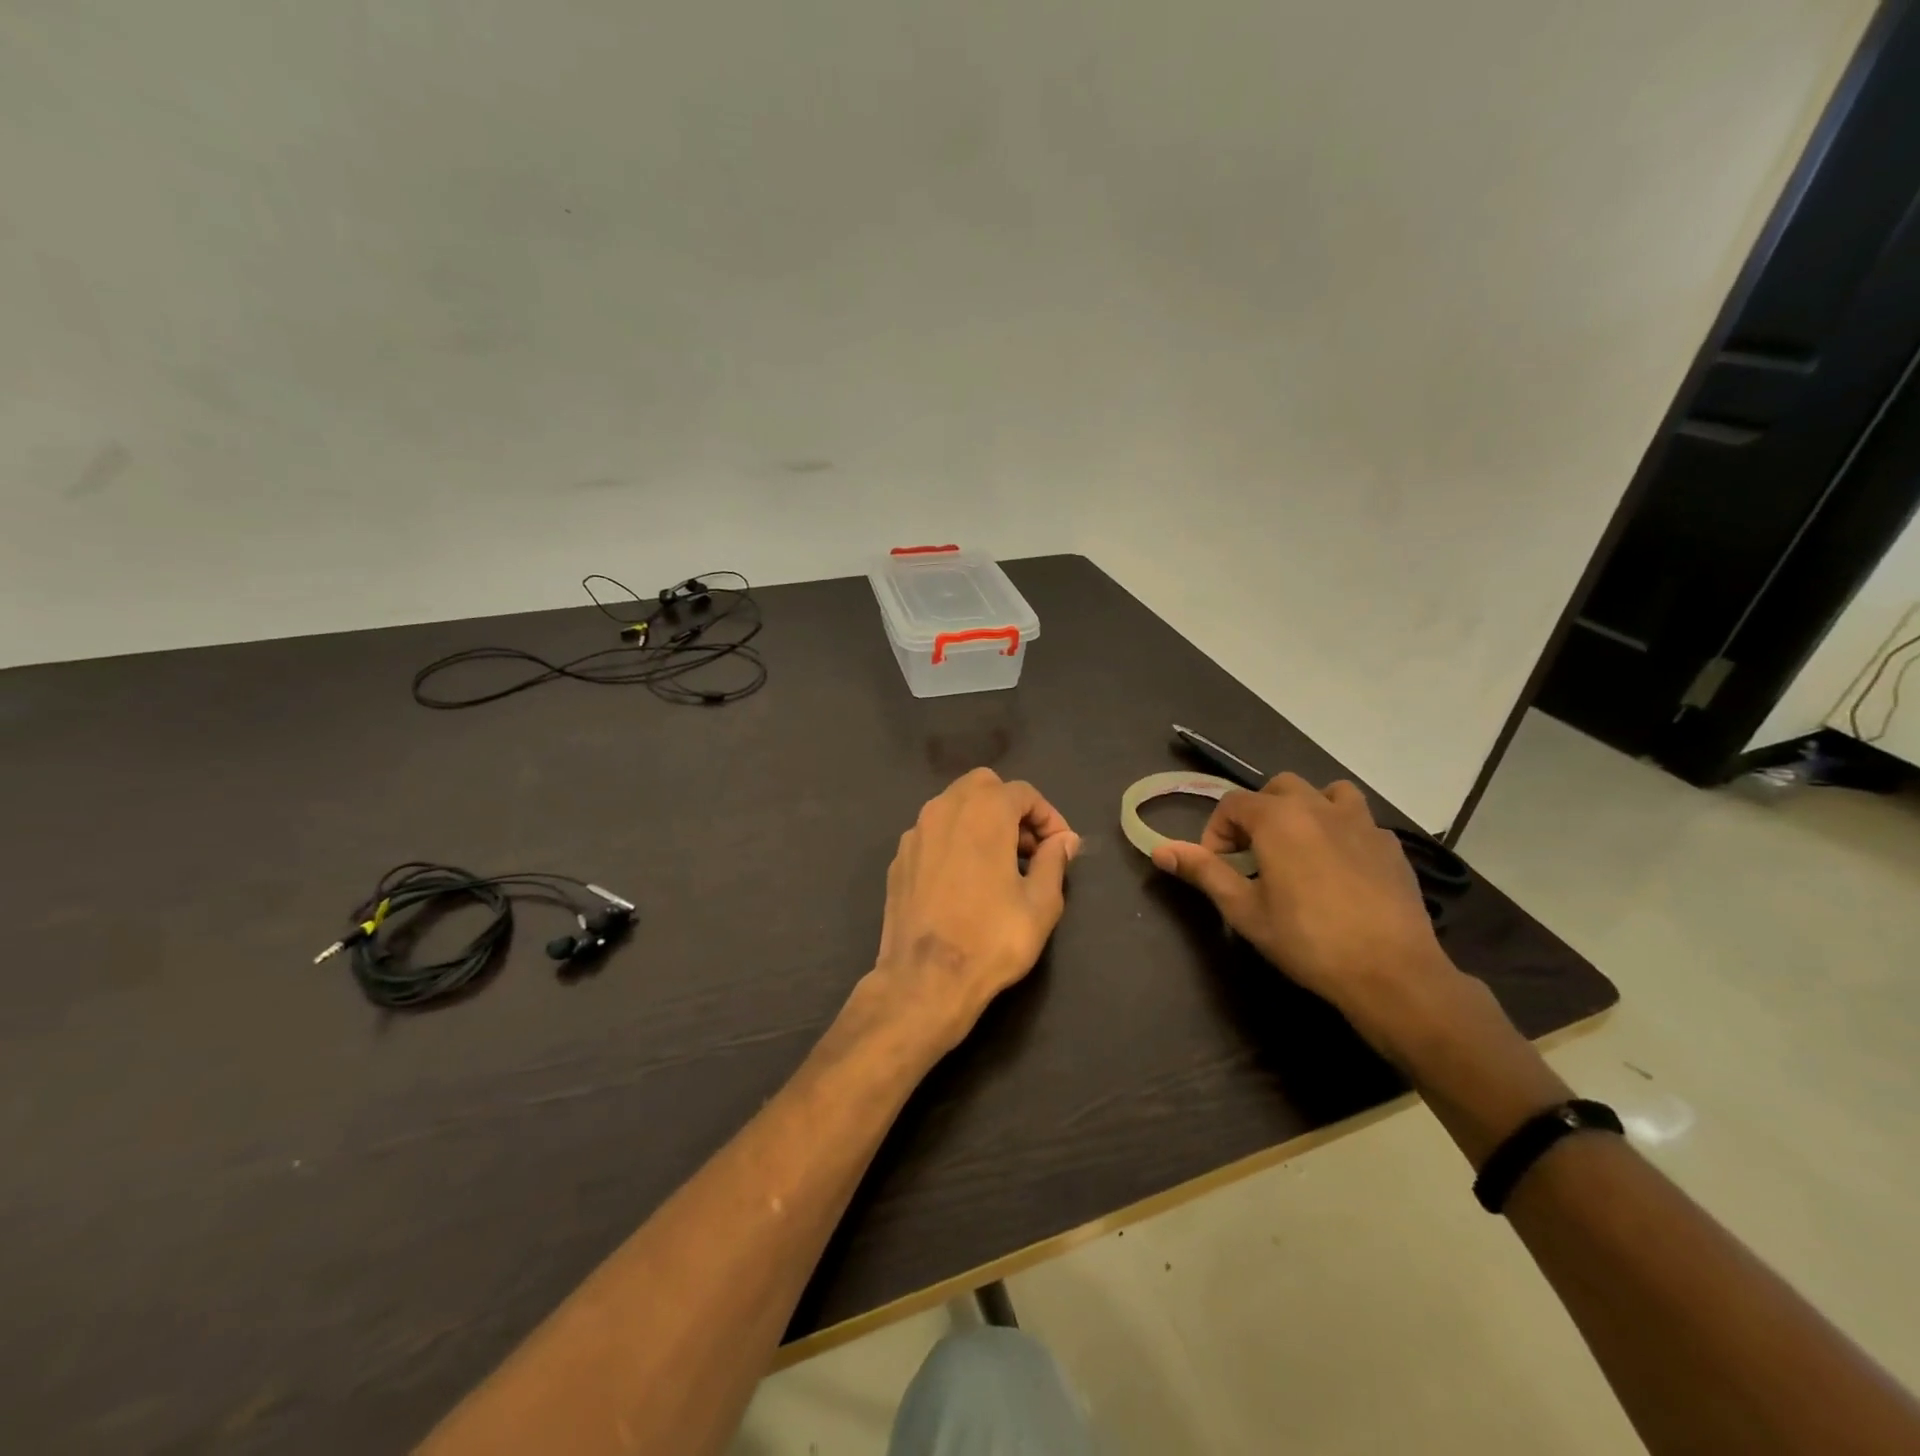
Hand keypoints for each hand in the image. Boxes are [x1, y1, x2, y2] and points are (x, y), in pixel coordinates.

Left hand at [860, 768, 1080, 1058]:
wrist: (924, 979)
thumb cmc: (992, 939)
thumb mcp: (1041, 903)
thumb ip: (1054, 861)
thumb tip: (1064, 841)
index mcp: (984, 811)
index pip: (1023, 793)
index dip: (1048, 817)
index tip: (1060, 848)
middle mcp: (944, 809)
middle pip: (984, 787)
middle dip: (1011, 808)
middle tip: (1029, 849)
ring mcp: (915, 833)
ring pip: (954, 806)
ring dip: (982, 821)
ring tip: (1000, 864)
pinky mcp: (899, 859)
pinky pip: (934, 833)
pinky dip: (955, 841)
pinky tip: (965, 879)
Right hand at [1150, 773, 1458, 1056]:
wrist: (1391, 972)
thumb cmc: (1307, 940)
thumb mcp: (1244, 910)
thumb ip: (1203, 872)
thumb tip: (1160, 850)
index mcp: (1278, 818)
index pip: (1232, 805)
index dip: (1216, 833)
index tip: (1220, 869)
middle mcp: (1319, 807)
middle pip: (1278, 787)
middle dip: (1259, 814)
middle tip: (1255, 856)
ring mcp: (1361, 823)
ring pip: (1326, 793)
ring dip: (1306, 810)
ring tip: (1301, 847)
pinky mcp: (1391, 845)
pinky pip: (1359, 821)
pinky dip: (1342, 832)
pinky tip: (1341, 870)